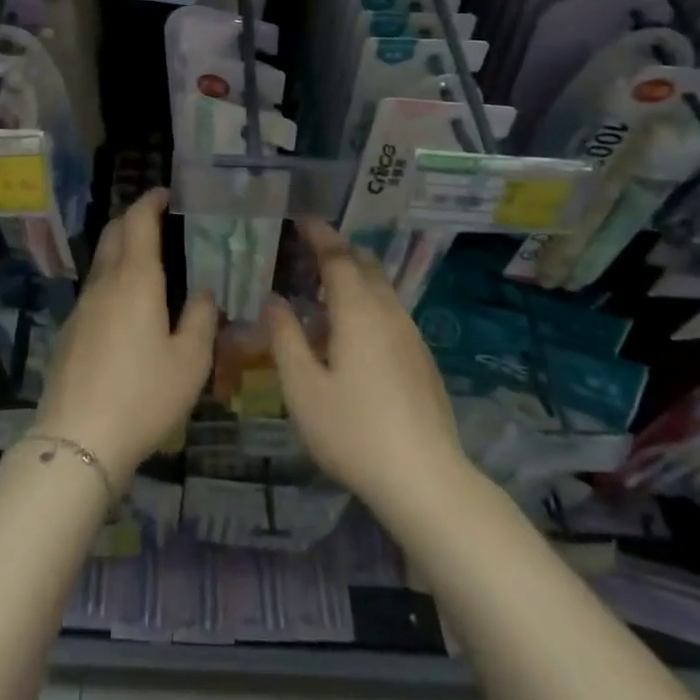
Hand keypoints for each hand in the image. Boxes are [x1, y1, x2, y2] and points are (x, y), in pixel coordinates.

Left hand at [34, 188, 217, 492]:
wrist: (77, 440)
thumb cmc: (143, 395)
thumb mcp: (190, 361)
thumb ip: (201, 318)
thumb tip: (203, 292)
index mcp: (135, 280)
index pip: (138, 221)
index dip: (151, 201)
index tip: (166, 194)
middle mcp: (104, 283)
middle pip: (114, 233)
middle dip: (133, 219)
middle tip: (158, 222)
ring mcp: (82, 307)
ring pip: (101, 262)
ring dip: (121, 249)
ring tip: (148, 264)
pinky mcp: (70, 332)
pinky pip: (94, 290)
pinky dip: (112, 280)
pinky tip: (127, 308)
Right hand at [265, 220, 467, 514]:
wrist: (426, 479)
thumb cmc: (354, 431)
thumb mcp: (303, 388)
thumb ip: (285, 338)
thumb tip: (274, 301)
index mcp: (357, 310)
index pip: (337, 256)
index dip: (319, 234)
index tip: (302, 219)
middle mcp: (387, 312)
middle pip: (365, 265)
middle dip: (338, 250)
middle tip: (309, 249)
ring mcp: (410, 334)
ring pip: (381, 288)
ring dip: (354, 276)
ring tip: (325, 288)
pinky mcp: (421, 358)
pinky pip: (390, 311)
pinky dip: (367, 301)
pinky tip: (352, 331)